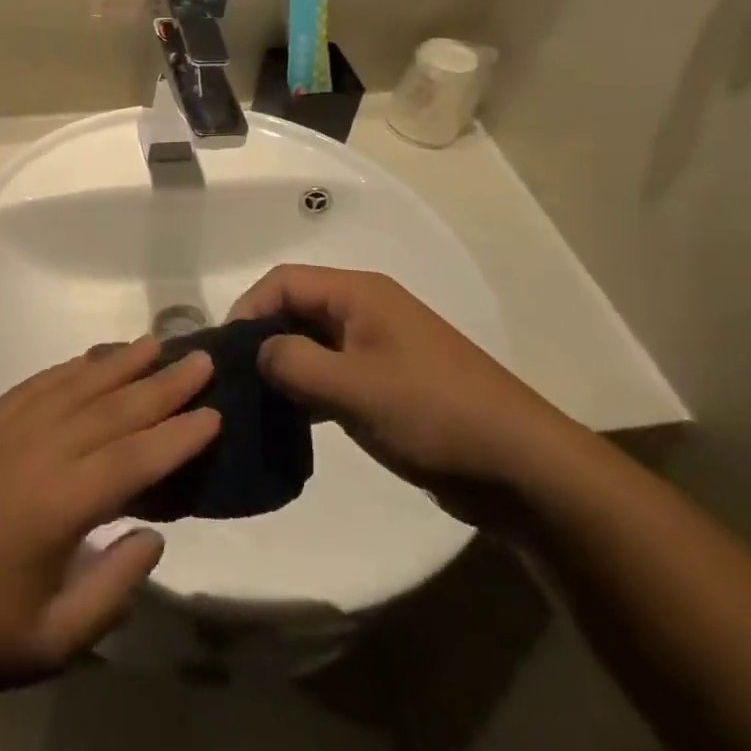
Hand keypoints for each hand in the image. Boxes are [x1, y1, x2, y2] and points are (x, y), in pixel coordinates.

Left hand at [0, 338, 218, 696]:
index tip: (215, 412)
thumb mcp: (53, 640)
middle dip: (162, 384)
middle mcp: (38, 451)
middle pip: (112, 408)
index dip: (179, 434)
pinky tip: (89, 360)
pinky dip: (69, 368)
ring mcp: (7, 432)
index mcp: (60, 504)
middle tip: (202, 359)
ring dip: (118, 362)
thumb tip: (154, 535)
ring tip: (155, 343)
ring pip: (75, 386)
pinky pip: (35, 385)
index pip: (135, 457)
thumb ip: (113, 588)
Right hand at [233, 265, 585, 524]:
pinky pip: (335, 372)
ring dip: (286, 366)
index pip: (283, 282)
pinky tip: (296, 420)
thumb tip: (260, 354)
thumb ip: (293, 363)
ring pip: (314, 343)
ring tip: (258, 403)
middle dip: (263, 338)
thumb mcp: (353, 387)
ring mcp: (381, 347)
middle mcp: (367, 310)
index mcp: (359, 294)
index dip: (248, 309)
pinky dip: (311, 389)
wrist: (523, 468)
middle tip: (237, 381)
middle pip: (297, 308)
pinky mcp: (391, 384)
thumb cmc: (434, 414)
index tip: (227, 353)